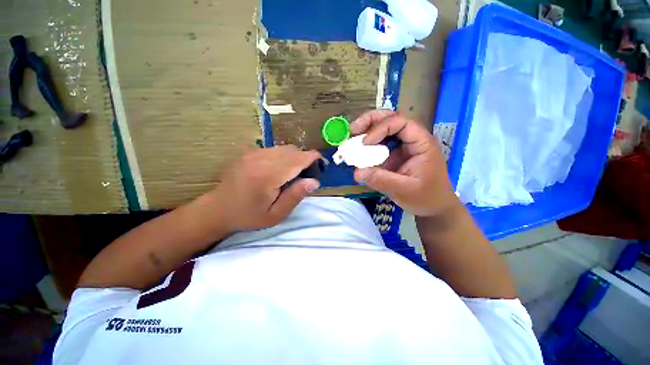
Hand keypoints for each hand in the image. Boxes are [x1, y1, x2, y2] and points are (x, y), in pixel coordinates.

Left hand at [205, 145, 320, 232]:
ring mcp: (253, 153)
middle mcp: (261, 159)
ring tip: (295, 173)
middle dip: (305, 159)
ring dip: (295, 157)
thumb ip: (296, 196)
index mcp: (268, 175)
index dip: (314, 159)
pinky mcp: (249, 152)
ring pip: (284, 148)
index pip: (298, 159)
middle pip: (293, 150)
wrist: (218, 209)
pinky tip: (281, 169)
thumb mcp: (276, 215)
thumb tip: (314, 181)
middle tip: (308, 174)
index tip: (322, 166)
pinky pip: (275, 149)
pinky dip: (284, 156)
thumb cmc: (249, 216)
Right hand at [351, 110, 458, 216]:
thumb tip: (357, 172)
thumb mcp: (404, 190)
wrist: (434, 207)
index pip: (400, 123)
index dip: (379, 128)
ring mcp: (401, 147)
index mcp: (421, 142)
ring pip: (383, 129)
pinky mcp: (393, 155)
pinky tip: (357, 152)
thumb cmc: (426, 198)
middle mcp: (411, 139)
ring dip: (366, 131)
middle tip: (352, 130)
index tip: (365, 143)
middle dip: (369, 122)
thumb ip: (381, 180)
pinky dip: (366, 146)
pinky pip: (378, 145)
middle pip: (390, 119)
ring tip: (351, 139)